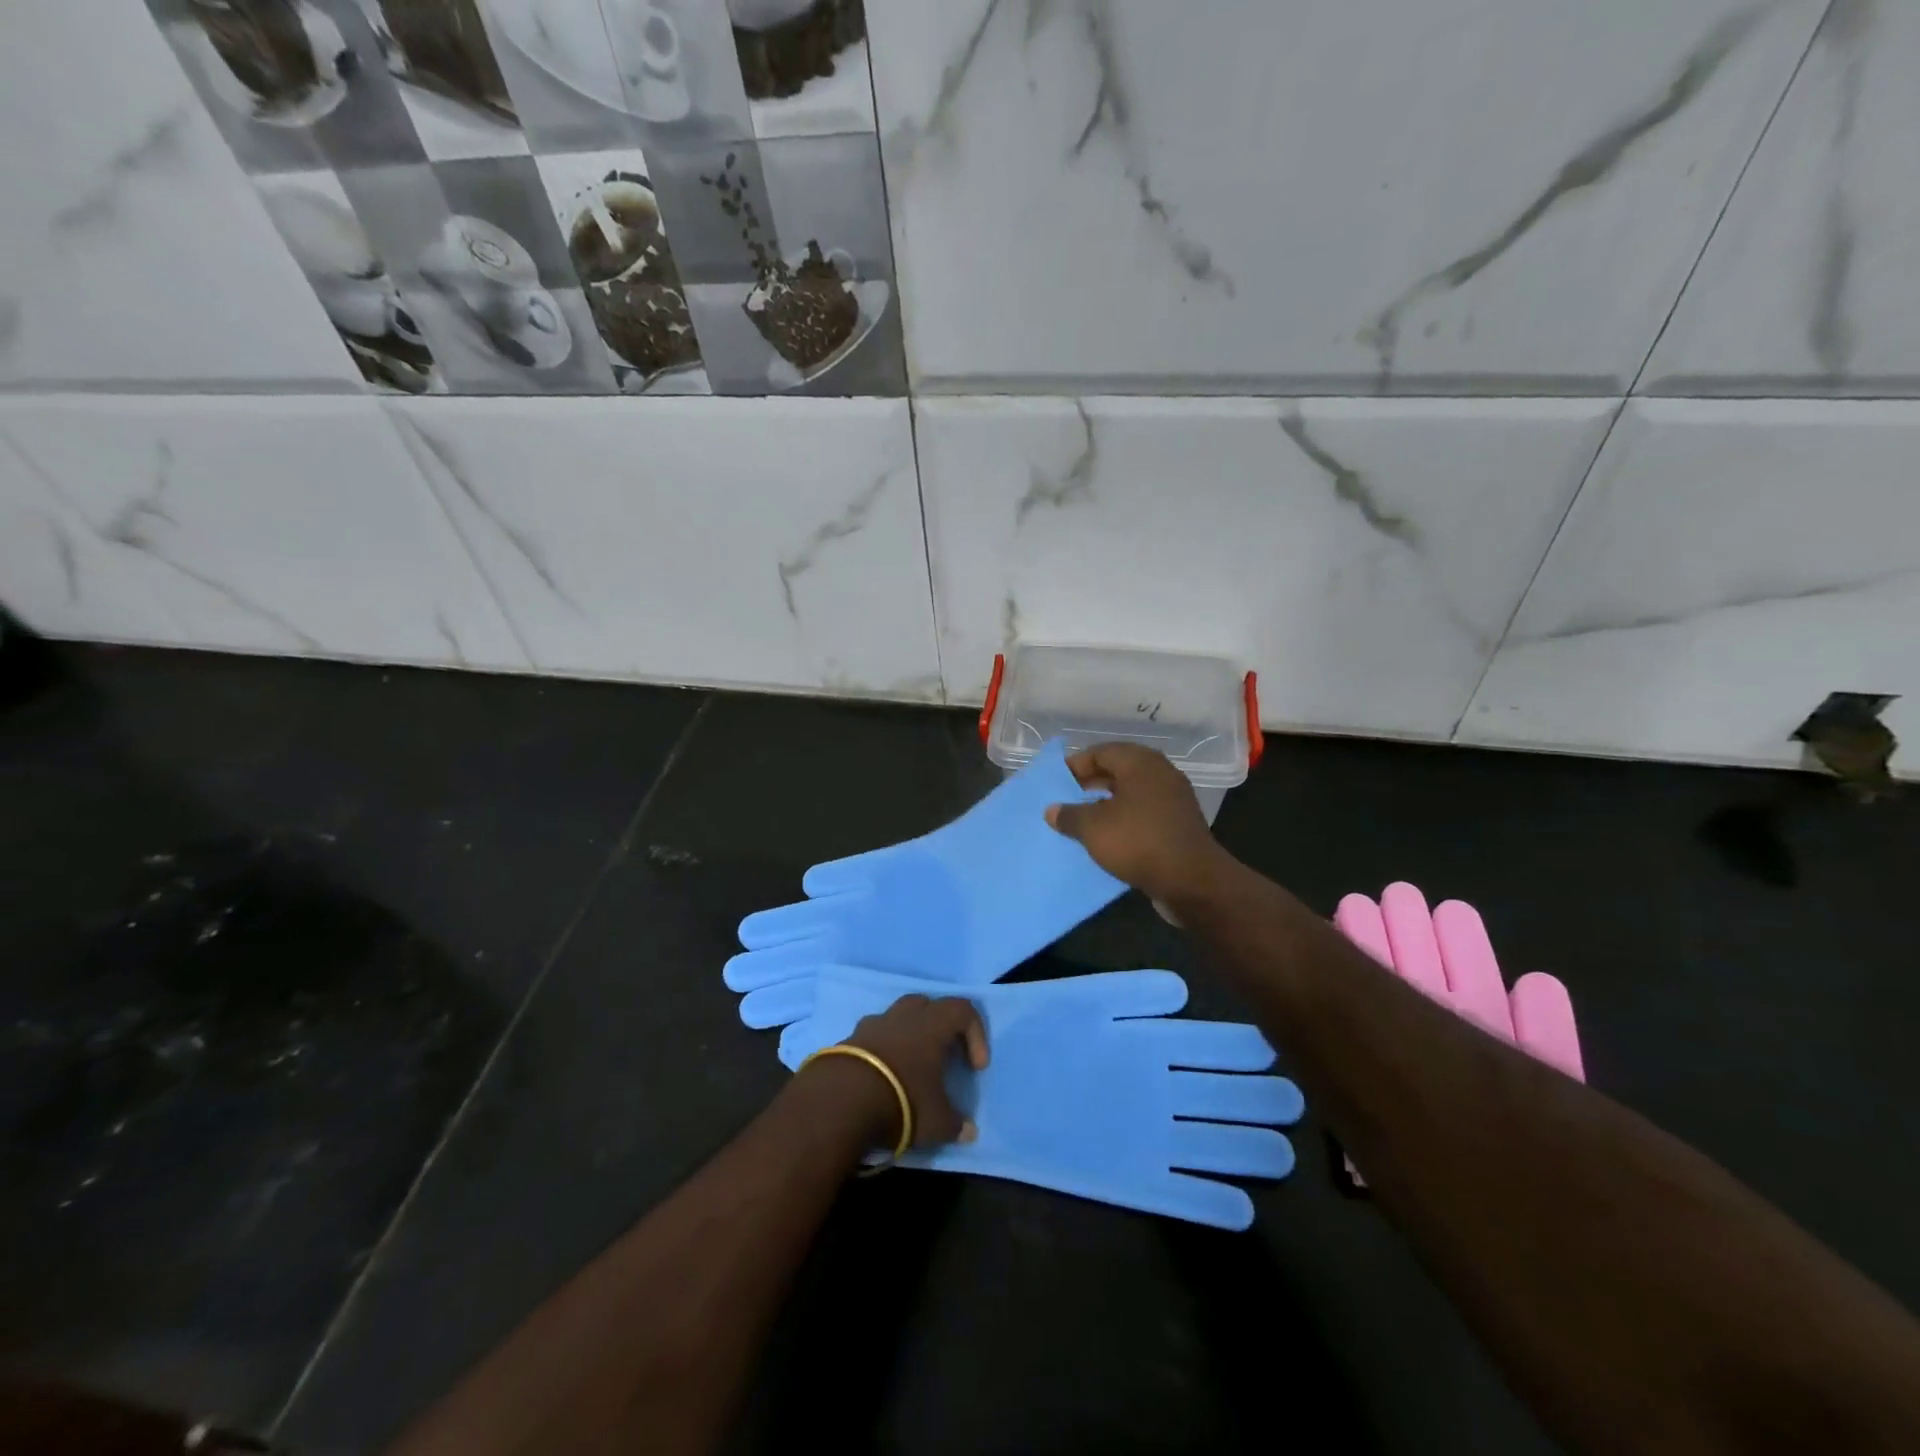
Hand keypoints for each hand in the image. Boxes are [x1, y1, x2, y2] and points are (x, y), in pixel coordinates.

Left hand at [819, 994, 988, 1148]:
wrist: (839, 1101)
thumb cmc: (901, 1102)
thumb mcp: (936, 1121)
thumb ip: (956, 1124)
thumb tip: (969, 1132)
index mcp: (931, 1025)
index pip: (963, 1010)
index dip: (975, 1033)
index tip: (975, 1067)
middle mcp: (903, 1016)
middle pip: (927, 1004)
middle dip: (939, 1025)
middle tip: (943, 1055)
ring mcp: (873, 1024)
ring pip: (897, 1016)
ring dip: (908, 1035)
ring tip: (909, 1066)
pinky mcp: (848, 1039)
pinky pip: (873, 1035)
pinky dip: (882, 1049)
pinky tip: (881, 1077)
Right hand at [1043, 743, 1234, 904]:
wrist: (1192, 881)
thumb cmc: (1138, 842)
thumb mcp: (1093, 828)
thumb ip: (1069, 815)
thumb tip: (1052, 810)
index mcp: (1140, 763)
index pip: (1101, 751)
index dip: (1075, 764)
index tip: (1056, 782)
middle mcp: (1160, 773)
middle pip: (1118, 769)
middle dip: (1090, 782)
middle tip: (1066, 797)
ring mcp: (1173, 798)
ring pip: (1132, 792)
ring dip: (1107, 802)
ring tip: (1082, 817)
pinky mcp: (1179, 823)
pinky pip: (1144, 811)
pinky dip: (1124, 817)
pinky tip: (1108, 835)